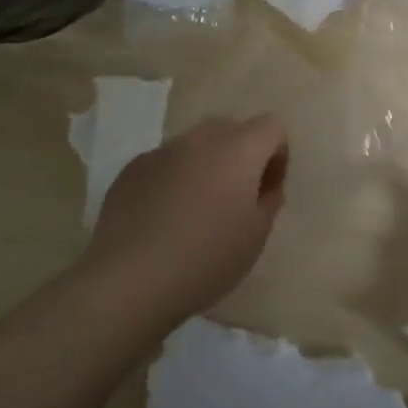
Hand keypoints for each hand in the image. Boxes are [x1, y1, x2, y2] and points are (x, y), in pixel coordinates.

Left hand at [82, 115, 288, 332]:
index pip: (272, 127)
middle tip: (235, 198)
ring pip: (195, 146)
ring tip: (196, 210)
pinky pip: (164, 163)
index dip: (277, 154)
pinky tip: (162, 218)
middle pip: (232, 130)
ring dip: (205, 166)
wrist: (130, 280)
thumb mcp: (255, 237)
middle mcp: (202, 138)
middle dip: (241, 156)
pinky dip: (172, 179)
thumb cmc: (206, 258)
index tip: (268, 189)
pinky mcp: (133, 168)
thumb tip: (265, 186)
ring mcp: (163, 150)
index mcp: (239, 149)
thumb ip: (268, 201)